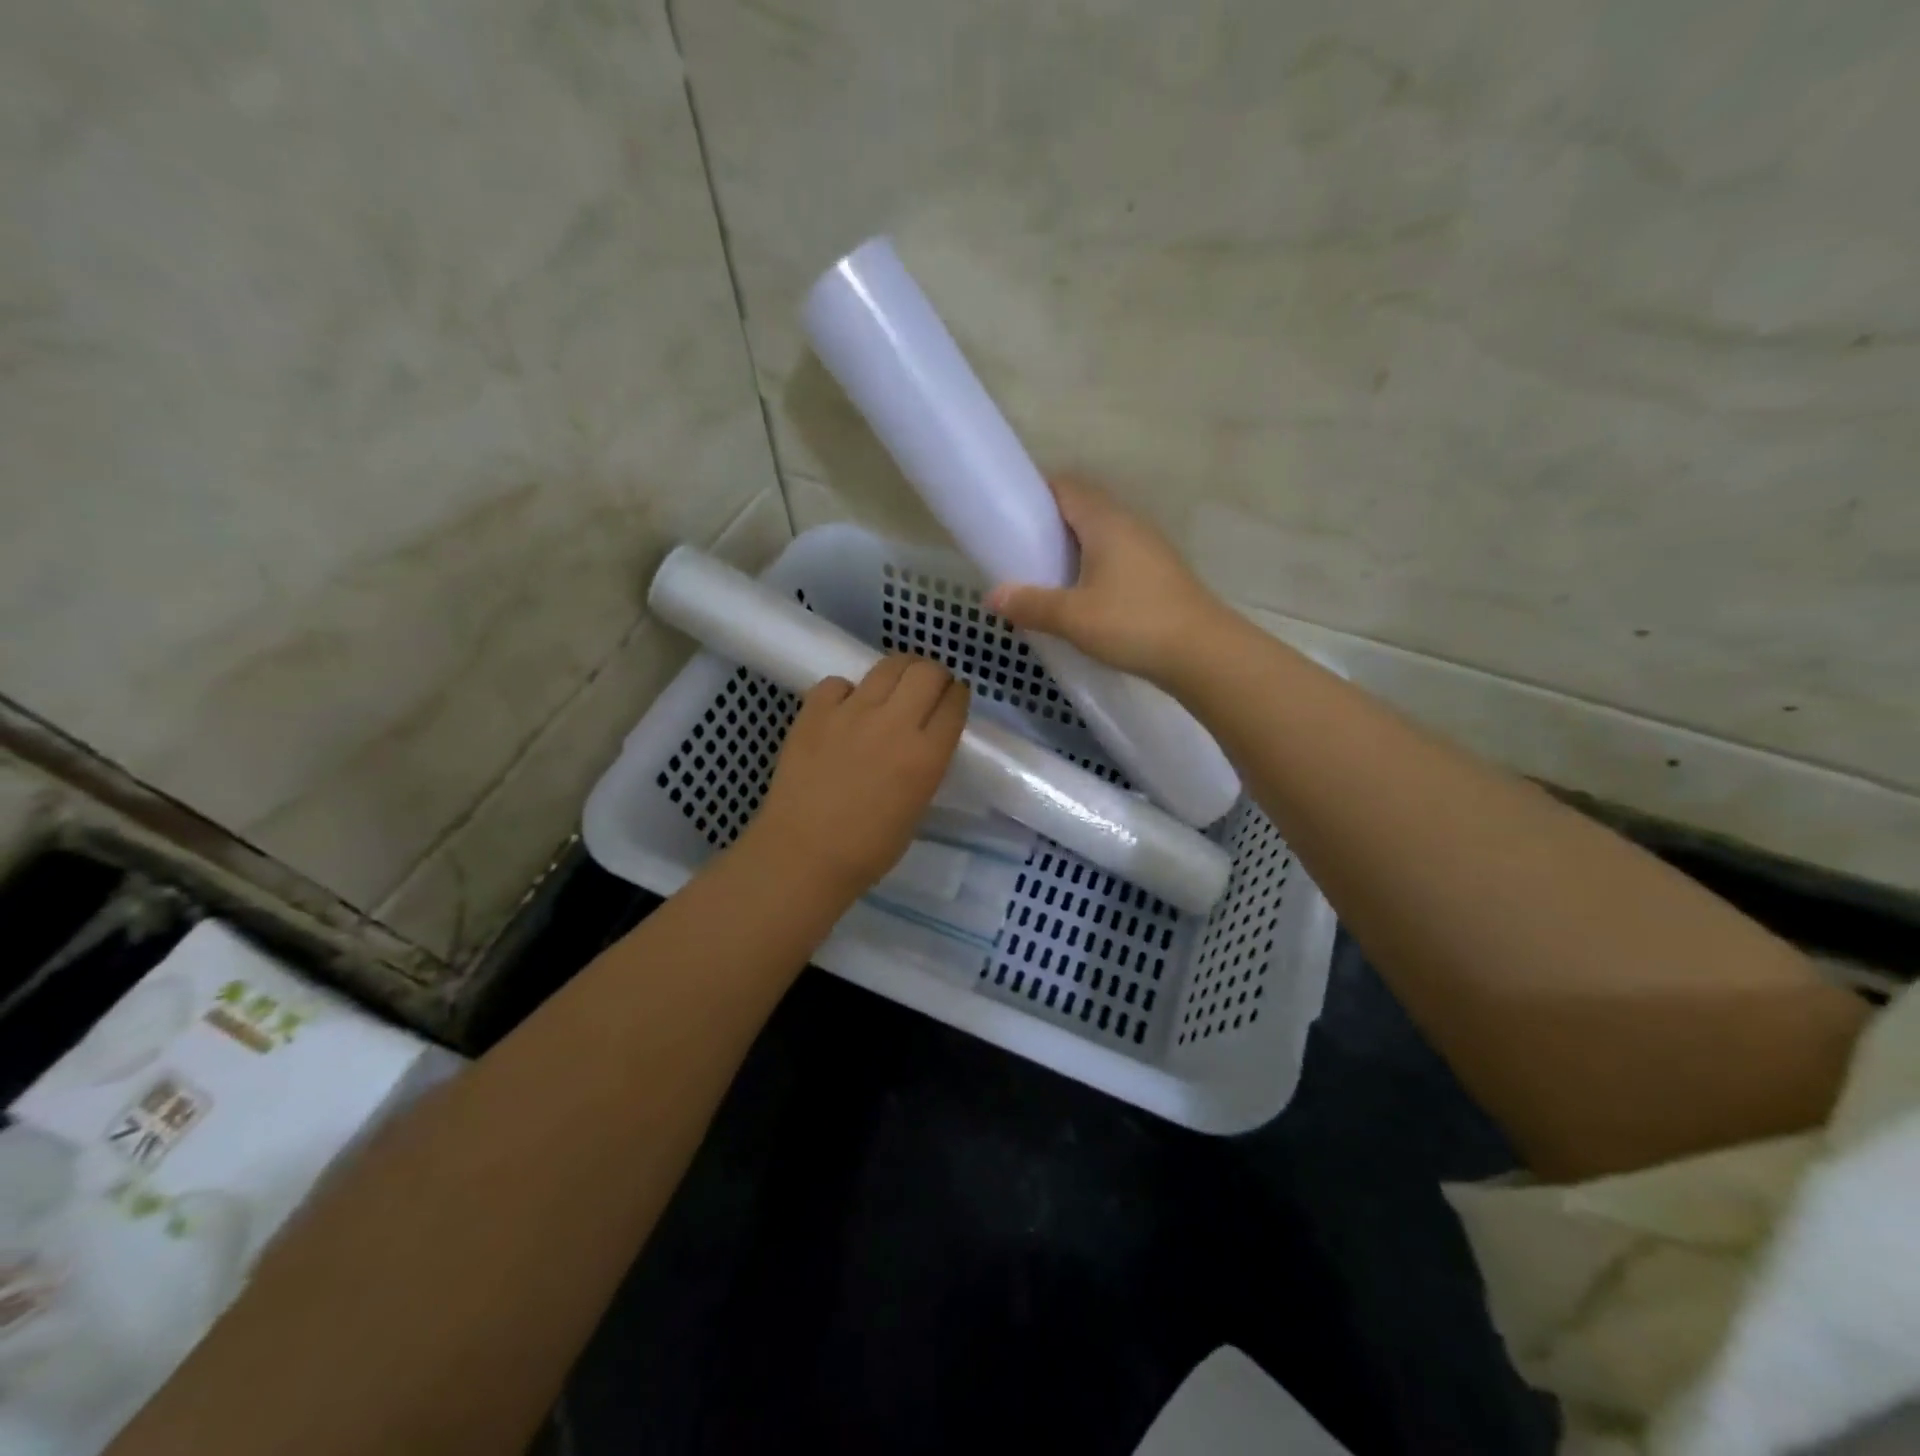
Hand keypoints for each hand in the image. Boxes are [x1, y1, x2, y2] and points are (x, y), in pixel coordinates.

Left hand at [741, 655, 969, 902]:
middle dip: (934, 675)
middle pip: (927, 672)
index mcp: (926, 755)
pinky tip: (845, 709)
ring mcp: (851, 712)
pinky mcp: (814, 710)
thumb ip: (926, 764)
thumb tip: (923, 740)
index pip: (954, 702)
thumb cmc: (869, 848)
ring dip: (899, 672)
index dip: (957, 695)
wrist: (804, 855)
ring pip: (888, 665)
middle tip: (927, 688)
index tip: (952, 699)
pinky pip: (839, 682)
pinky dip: (848, 691)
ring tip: (892, 687)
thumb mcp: (918, 806)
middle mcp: (894, 724)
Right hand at [983, 476, 1229, 682]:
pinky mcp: (1159, 573)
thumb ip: (1031, 604)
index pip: (1066, 486)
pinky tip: (1081, 597)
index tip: (1009, 514)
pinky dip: (1093, 566)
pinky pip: (1116, 556)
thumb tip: (992, 597)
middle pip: (1083, 508)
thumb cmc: (1134, 623)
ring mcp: (1148, 548)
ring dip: (1073, 548)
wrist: (1203, 653)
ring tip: (1045, 576)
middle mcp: (1129, 524)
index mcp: (1105, 521)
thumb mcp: (1073, 617)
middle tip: (1020, 550)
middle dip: (1050, 524)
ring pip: (1101, 535)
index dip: (1035, 493)